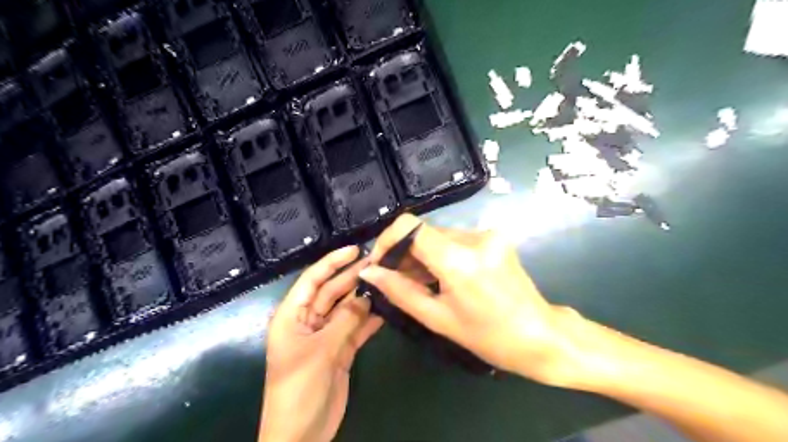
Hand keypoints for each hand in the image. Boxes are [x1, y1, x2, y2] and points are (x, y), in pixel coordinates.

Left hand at [261, 246, 383, 441]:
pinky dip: (370, 319)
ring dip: (364, 297)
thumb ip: (345, 320)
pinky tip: (386, 308)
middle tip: (379, 263)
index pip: (312, 280)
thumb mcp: (320, 350)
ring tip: (386, 281)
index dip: (332, 262)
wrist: (301, 435)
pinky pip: (356, 328)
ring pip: (347, 309)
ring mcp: (326, 336)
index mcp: (292, 316)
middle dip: (353, 277)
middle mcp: (309, 321)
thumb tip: (367, 295)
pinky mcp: (341, 350)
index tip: (355, 249)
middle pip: (332, 292)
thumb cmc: (298, 388)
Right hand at [359, 214, 580, 385]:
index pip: (410, 226)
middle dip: (403, 252)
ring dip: (422, 255)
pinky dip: (440, 255)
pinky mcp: (494, 237)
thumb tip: (368, 272)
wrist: (540, 335)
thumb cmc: (488, 336)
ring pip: (438, 235)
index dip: (387, 240)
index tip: (379, 262)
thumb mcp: (438, 318)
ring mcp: (488, 234)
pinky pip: (455, 240)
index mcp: (459, 259)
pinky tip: (440, 277)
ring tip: (417, 282)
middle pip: (424, 231)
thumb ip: (399, 291)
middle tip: (394, 279)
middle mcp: (475, 237)